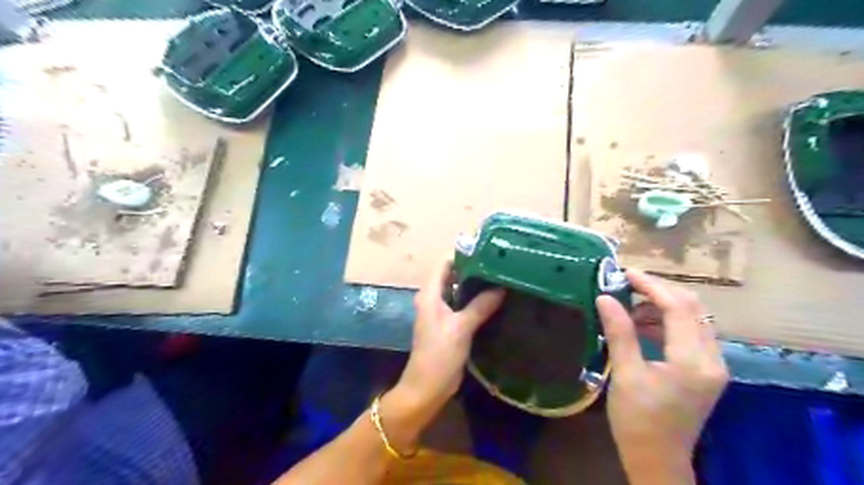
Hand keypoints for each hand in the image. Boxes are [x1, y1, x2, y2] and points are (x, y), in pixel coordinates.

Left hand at [398, 260, 507, 406]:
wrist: (427, 387)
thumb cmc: (439, 354)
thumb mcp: (461, 328)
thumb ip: (480, 306)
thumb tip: (501, 287)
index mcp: (430, 294)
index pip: (445, 264)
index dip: (463, 255)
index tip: (486, 250)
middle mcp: (433, 299)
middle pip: (452, 276)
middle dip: (473, 269)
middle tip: (498, 264)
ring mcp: (440, 312)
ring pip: (458, 291)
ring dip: (475, 286)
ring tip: (499, 278)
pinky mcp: (448, 325)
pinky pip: (461, 305)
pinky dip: (474, 300)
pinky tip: (493, 299)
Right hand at [594, 266, 727, 482]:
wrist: (657, 459)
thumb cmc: (637, 420)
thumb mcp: (626, 374)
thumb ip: (619, 332)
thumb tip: (605, 297)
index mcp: (693, 361)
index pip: (679, 308)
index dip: (651, 285)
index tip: (624, 273)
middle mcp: (712, 359)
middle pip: (693, 308)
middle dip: (659, 290)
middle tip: (626, 283)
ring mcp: (712, 365)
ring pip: (694, 318)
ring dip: (663, 304)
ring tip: (629, 304)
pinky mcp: (705, 370)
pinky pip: (690, 332)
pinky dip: (667, 320)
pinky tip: (642, 324)